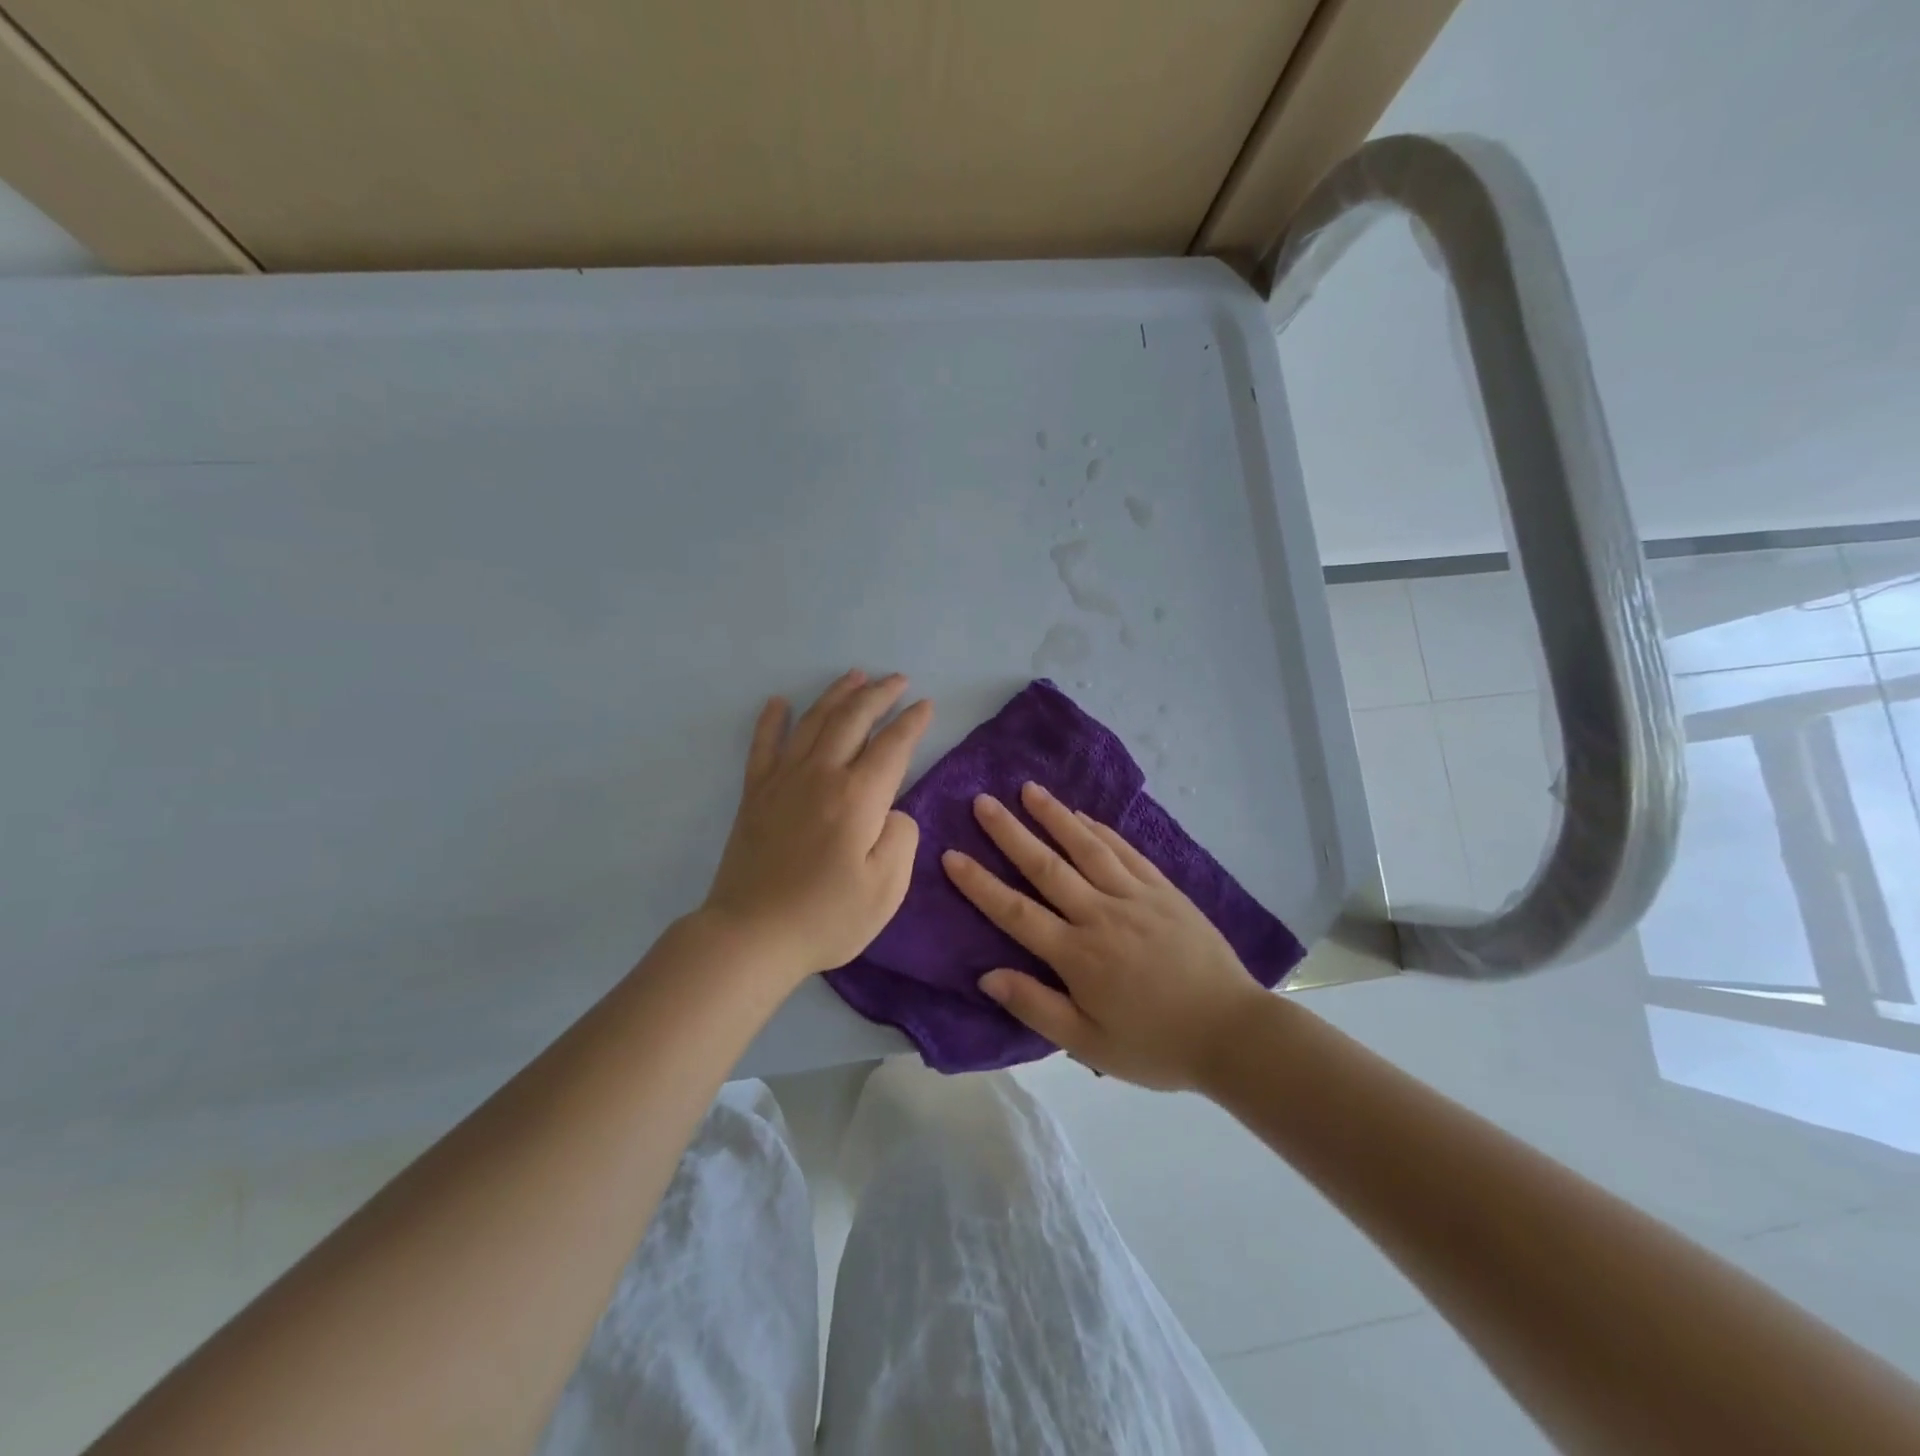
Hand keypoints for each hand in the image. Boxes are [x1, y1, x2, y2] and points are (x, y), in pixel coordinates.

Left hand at [701, 670, 933, 980]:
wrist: (751, 935)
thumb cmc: (826, 916)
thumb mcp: (887, 889)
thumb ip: (901, 838)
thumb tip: (892, 809)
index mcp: (858, 797)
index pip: (892, 746)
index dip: (912, 722)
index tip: (926, 705)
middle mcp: (821, 775)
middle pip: (853, 720)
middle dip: (879, 694)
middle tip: (897, 680)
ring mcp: (783, 780)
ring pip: (813, 722)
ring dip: (837, 695)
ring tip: (855, 675)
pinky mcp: (755, 794)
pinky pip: (764, 745)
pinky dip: (772, 720)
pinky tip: (779, 702)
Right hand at [941, 781, 1264, 1089]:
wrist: (1232, 1032)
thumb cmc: (1155, 1044)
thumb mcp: (1089, 1044)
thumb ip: (1036, 1007)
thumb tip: (987, 975)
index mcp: (1078, 955)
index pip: (1016, 912)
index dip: (980, 884)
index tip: (951, 855)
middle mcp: (1101, 915)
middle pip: (1046, 867)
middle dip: (1010, 833)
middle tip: (982, 801)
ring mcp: (1135, 897)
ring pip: (1086, 848)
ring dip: (1054, 816)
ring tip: (1028, 790)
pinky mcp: (1163, 890)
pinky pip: (1125, 851)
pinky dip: (1100, 830)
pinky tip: (1082, 815)